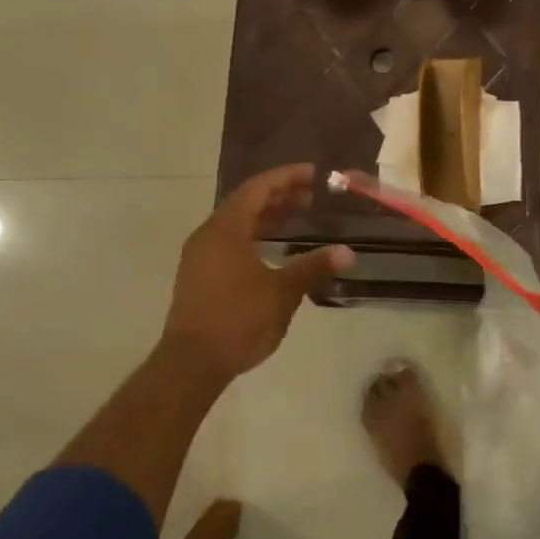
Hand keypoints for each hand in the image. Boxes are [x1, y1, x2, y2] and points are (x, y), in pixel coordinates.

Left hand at [161, 165, 352, 381]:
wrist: (192, 364)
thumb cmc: (238, 320)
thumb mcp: (282, 292)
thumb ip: (313, 267)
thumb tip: (348, 252)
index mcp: (225, 230)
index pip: (258, 188)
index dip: (287, 177)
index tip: (315, 174)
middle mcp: (209, 236)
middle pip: (246, 202)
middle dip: (280, 196)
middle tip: (313, 197)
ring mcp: (201, 257)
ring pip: (238, 223)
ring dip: (268, 216)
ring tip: (299, 217)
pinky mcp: (201, 276)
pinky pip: (231, 242)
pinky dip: (256, 235)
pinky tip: (276, 249)